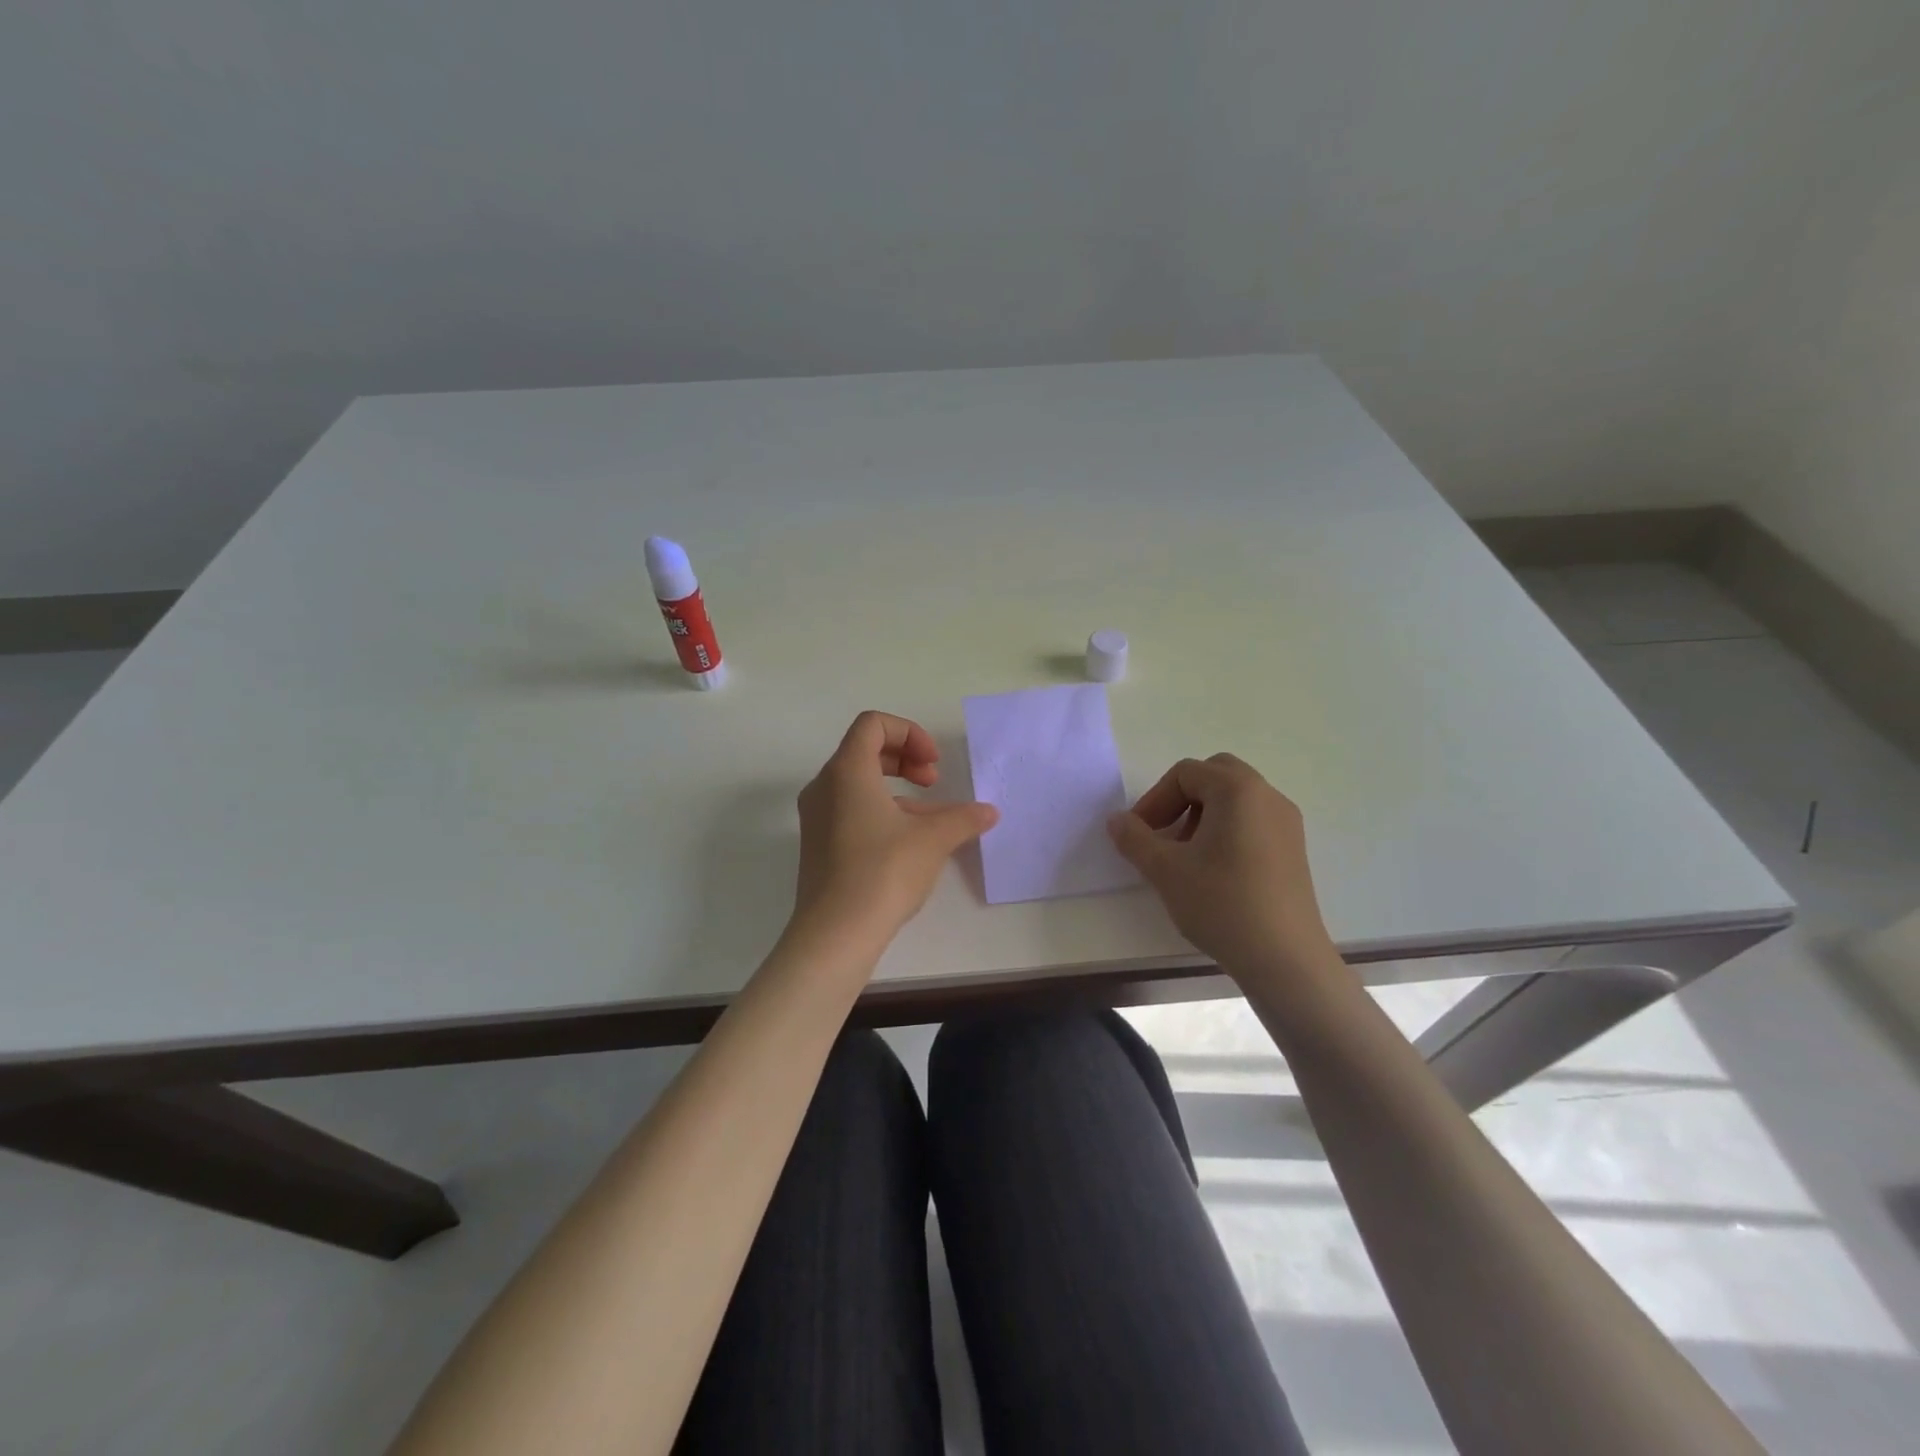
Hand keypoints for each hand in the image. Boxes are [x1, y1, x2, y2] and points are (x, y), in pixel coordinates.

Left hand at [791, 712, 999, 949]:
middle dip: (905, 759)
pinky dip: (881, 812)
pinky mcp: (818, 845)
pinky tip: (908, 844)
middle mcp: (824, 786)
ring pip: (858, 784)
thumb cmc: (883, 871)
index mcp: (847, 771)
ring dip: (897, 791)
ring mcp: (816, 817)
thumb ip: (963, 818)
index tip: (933, 765)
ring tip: (930, 820)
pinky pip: (850, 810)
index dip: (910, 733)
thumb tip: (989, 812)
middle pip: (864, 750)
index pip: (873, 724)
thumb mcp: (933, 840)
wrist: (835, 933)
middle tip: (933, 783)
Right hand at [1107, 754, 1337, 977]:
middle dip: (1181, 799)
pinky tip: (1215, 870)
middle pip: (1215, 775)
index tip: (1140, 834)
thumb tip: (1116, 820)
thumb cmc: (1221, 903)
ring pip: (1236, 799)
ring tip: (1186, 856)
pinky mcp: (1294, 849)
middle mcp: (1267, 796)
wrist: (1284, 958)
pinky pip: (1253, 820)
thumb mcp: (1165, 870)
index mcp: (1237, 790)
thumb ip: (1134, 838)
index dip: (1154, 799)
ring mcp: (1287, 823)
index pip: (1185, 773)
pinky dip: (1227, 830)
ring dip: (1203, 815)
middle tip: (1164, 834)